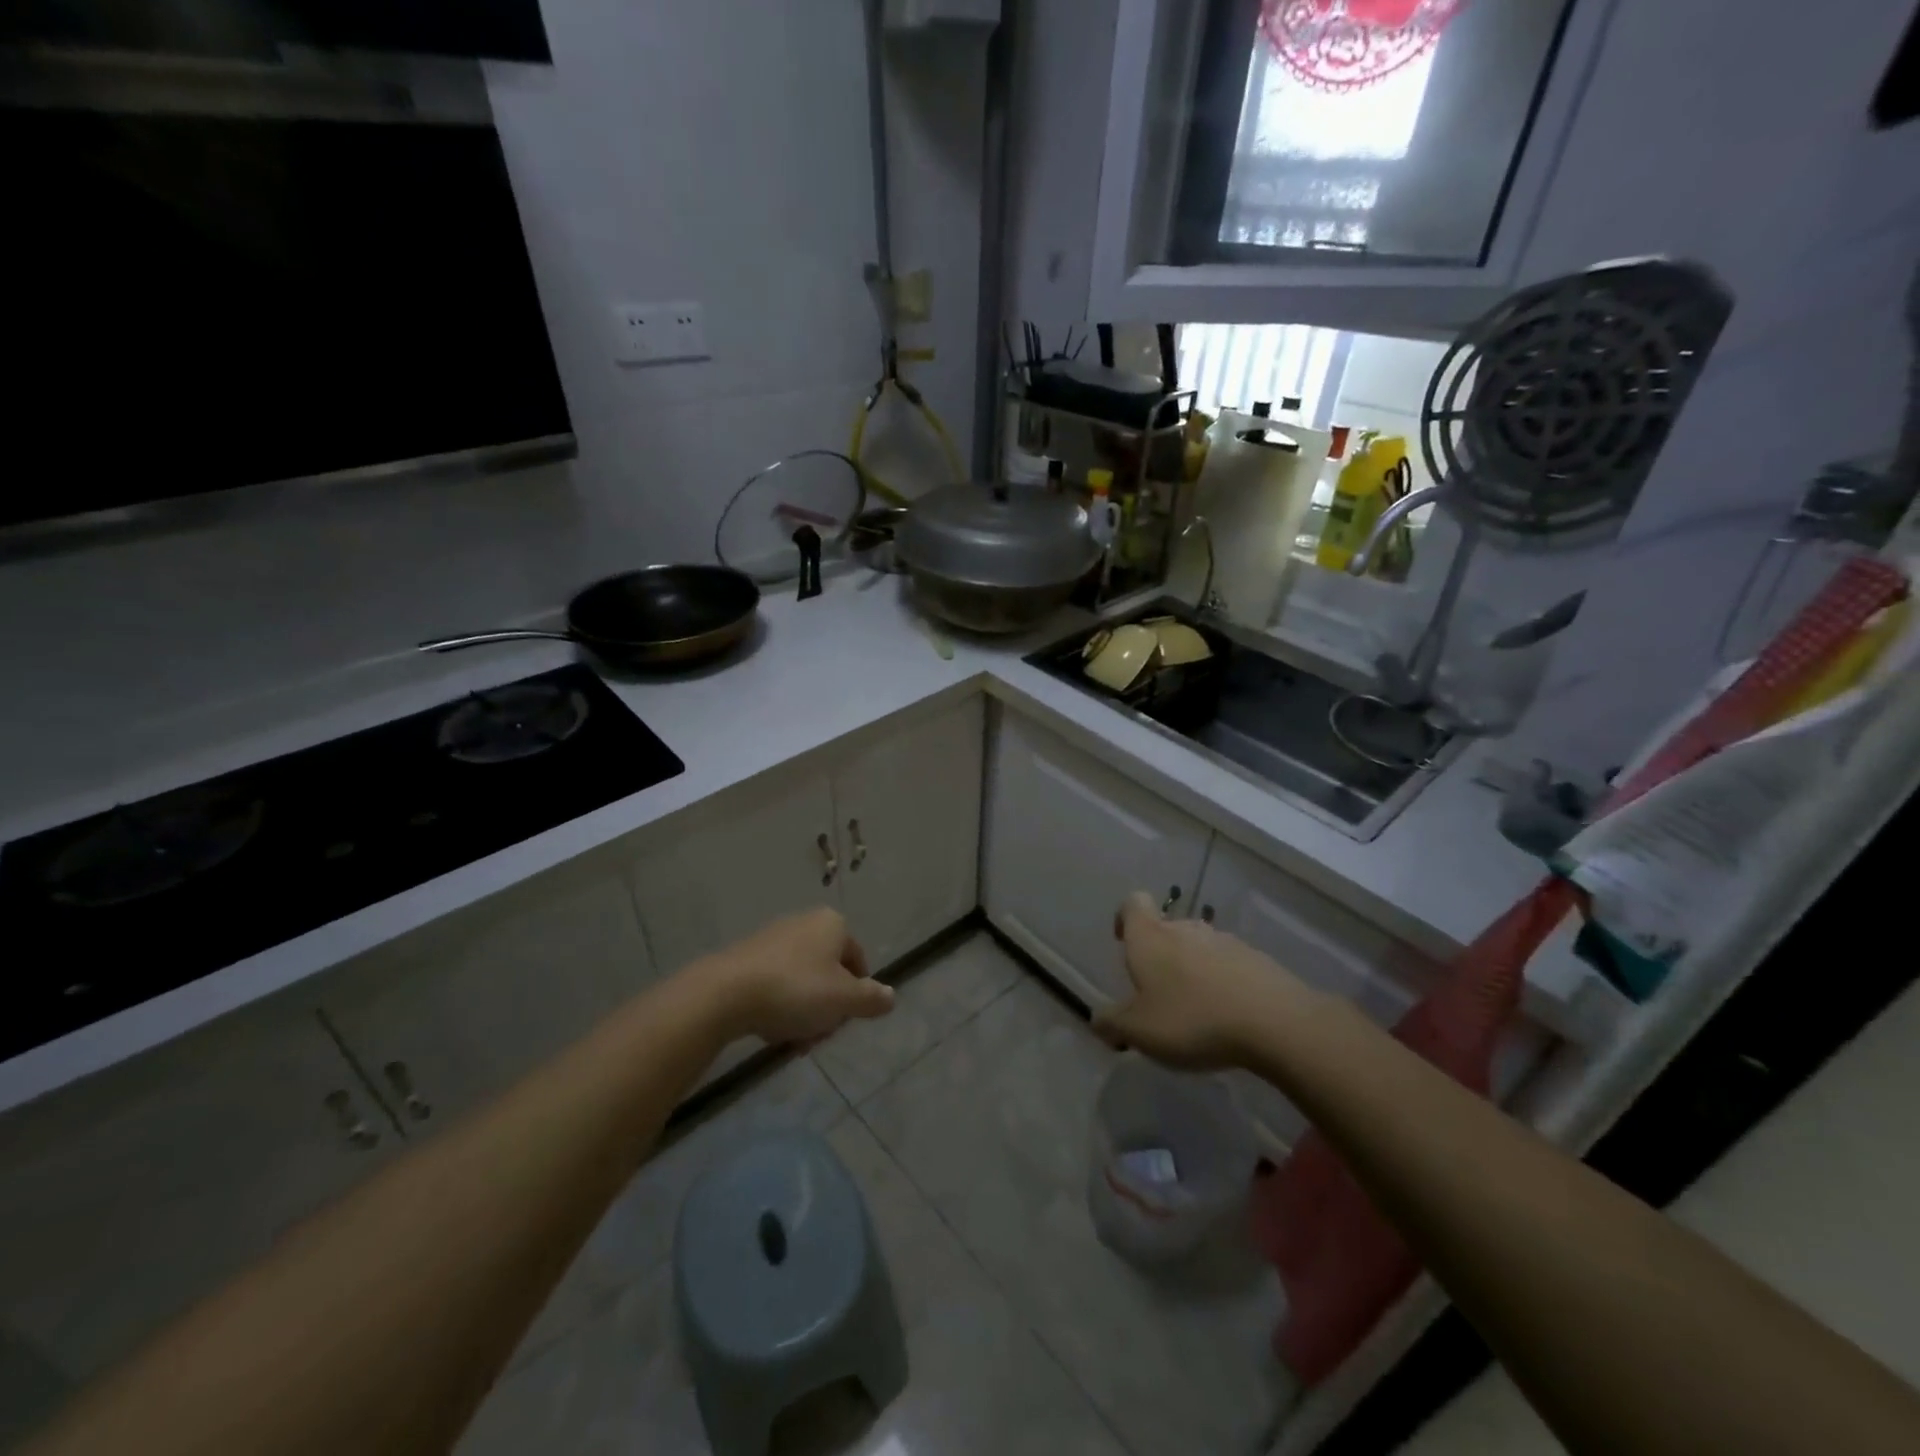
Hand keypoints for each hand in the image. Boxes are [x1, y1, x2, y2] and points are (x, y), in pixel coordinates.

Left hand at [695, 908, 892, 1045]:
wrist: (725, 994)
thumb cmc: (795, 990)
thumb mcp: (844, 1000)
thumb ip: (872, 999)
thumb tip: (891, 996)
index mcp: (832, 924)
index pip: (858, 962)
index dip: (856, 995)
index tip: (843, 1021)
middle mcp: (804, 923)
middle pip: (830, 974)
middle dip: (827, 1009)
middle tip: (816, 1035)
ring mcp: (773, 939)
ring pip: (802, 983)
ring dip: (803, 1014)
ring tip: (791, 1040)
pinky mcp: (747, 957)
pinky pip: (775, 984)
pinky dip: (778, 1007)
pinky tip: (769, 1030)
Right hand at [1093, 891, 1308, 1069]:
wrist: (1274, 1021)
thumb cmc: (1192, 1019)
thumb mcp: (1139, 1031)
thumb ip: (1112, 1024)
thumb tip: (1097, 1020)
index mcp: (1150, 937)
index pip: (1132, 903)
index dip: (1124, 918)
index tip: (1124, 943)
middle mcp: (1184, 929)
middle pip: (1165, 928)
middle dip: (1159, 954)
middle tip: (1157, 993)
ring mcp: (1224, 941)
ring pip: (1198, 947)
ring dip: (1191, 969)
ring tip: (1194, 1009)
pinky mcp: (1256, 959)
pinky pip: (1228, 965)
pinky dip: (1222, 983)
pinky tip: (1227, 1016)